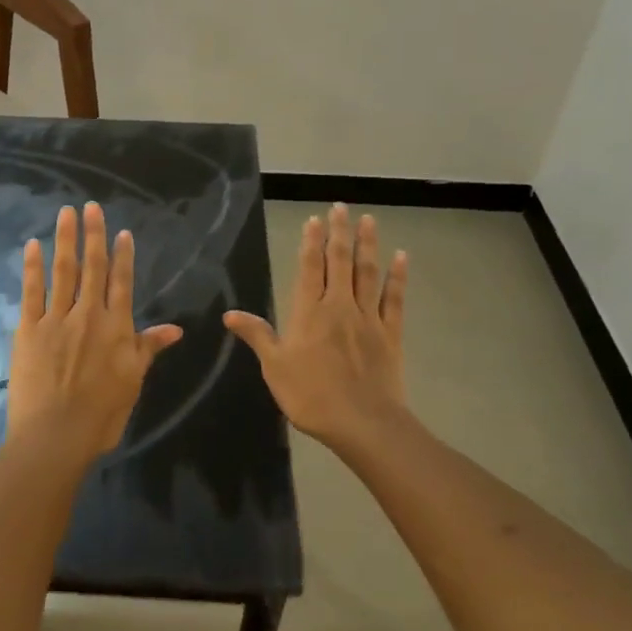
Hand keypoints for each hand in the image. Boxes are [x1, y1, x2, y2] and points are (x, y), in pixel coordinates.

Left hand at [8, 202, 183, 460]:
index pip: (122, 282)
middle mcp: (88, 315)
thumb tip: (175, 329)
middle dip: (93, 235)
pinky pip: (32, 291)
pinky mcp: (29, 329)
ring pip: (63, 271)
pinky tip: (32, 246)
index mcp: (116, 327)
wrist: (56, 434)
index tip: (121, 231)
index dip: (122, 255)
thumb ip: (148, 348)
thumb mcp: (133, 381)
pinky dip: (32, 267)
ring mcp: (56, 319)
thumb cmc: (101, 414)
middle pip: (92, 267)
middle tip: (91, 206)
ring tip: (65, 213)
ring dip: (65, 240)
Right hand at [224, 203, 407, 449]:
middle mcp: (339, 306)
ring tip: (368, 220)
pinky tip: (401, 258)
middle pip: (340, 261)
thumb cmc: (311, 396)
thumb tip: (229, 314)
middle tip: (341, 207)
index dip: (311, 242)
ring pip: (368, 273)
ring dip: (368, 245)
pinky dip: (398, 277)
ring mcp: (368, 318)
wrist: (362, 423)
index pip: (310, 268)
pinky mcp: (390, 334)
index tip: (315, 219)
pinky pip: (395, 299)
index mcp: (309, 312)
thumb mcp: (274, 367)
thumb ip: (257, 336)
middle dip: (339, 233)